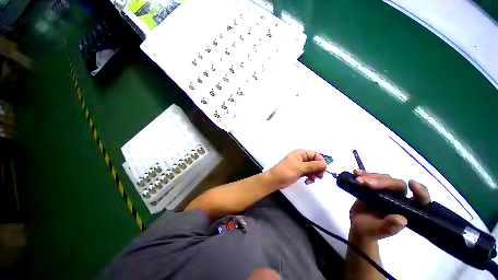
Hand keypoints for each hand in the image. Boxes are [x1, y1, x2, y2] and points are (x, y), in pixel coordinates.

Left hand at [267, 149, 327, 189]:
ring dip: (314, 174)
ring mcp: (300, 165)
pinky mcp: (299, 172)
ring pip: (313, 168)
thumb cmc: (285, 171)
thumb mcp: (299, 167)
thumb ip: (313, 165)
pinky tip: (307, 182)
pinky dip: (310, 177)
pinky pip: (309, 173)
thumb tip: (325, 164)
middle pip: (315, 162)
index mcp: (300, 153)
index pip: (315, 154)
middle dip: (318, 169)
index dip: (321, 161)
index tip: (324, 169)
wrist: (275, 180)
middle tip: (319, 177)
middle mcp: (301, 158)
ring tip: (312, 180)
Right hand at [349, 170, 430, 242]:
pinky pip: (371, 177)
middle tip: (364, 183)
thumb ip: (389, 226)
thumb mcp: (378, 231)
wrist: (358, 224)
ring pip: (384, 178)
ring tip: (357, 180)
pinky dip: (364, 173)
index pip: (419, 199)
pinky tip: (355, 172)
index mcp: (405, 210)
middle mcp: (398, 198)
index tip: (411, 183)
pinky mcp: (373, 187)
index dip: (420, 191)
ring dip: (370, 176)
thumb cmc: (370, 230)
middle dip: (381, 181)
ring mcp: (385, 191)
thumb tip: (402, 219)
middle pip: (396, 184)